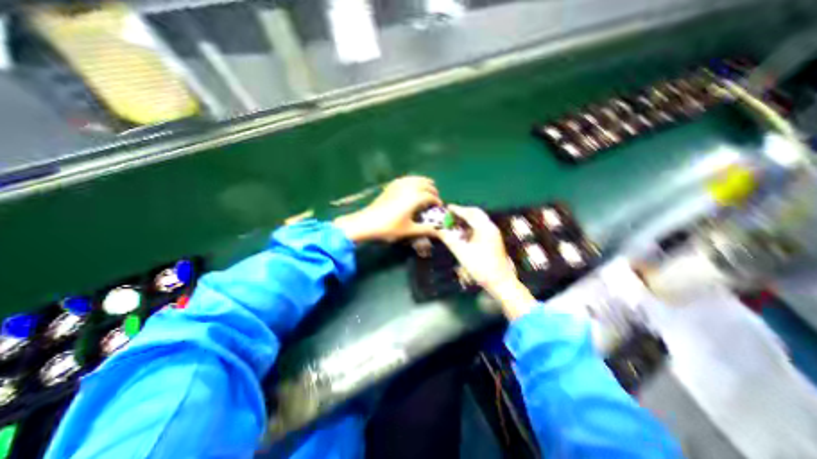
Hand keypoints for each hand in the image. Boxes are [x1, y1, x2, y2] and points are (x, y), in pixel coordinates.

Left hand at [336, 175, 443, 243]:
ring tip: (427, 188)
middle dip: (432, 190)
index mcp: (415, 198)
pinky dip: (412, 180)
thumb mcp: (409, 230)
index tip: (440, 207)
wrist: (366, 223)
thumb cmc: (389, 228)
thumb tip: (439, 232)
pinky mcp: (390, 186)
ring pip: (415, 179)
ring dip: (424, 182)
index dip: (437, 201)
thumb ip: (426, 230)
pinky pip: (405, 179)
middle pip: (425, 184)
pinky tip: (412, 185)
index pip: (431, 196)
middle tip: (434, 198)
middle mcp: (408, 188)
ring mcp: (398, 185)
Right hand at [440, 204, 536, 319]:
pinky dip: (471, 226)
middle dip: (463, 212)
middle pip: (476, 214)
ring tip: (455, 222)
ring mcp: (493, 234)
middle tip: (451, 214)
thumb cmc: (481, 267)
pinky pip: (481, 227)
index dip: (457, 210)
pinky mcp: (493, 240)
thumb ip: (449, 239)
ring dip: (467, 219)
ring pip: (479, 220)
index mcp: (485, 228)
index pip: (470, 213)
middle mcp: (491, 227)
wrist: (500, 282)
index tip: (447, 207)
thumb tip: (438, 230)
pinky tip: (463, 233)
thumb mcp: (462, 253)